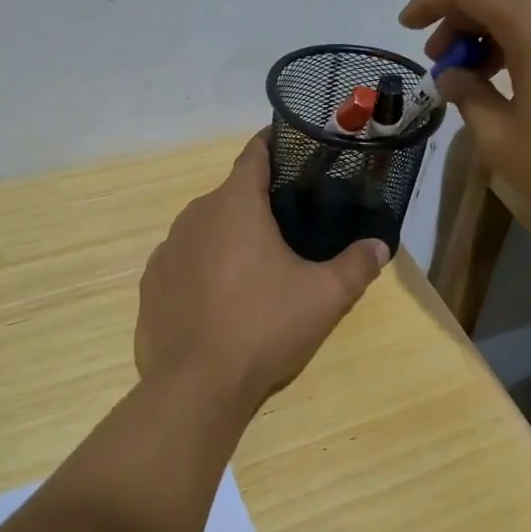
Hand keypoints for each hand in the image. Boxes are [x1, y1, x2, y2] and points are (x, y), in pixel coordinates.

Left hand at [135, 133, 389, 412]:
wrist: (196, 386)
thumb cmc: (264, 327)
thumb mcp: (324, 298)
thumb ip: (356, 266)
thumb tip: (379, 246)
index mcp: (234, 205)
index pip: (254, 154)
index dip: (275, 145)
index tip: (294, 147)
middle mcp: (194, 216)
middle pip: (231, 195)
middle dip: (258, 204)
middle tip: (290, 226)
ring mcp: (166, 250)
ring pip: (205, 229)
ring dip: (229, 238)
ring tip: (256, 267)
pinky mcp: (151, 284)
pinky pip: (183, 262)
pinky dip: (203, 268)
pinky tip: (220, 299)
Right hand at [400, 0, 530, 253]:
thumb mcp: (503, 140)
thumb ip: (468, 97)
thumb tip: (456, 76)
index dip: (431, 1)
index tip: (407, 27)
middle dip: (463, 22)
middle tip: (441, 64)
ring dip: (497, 33)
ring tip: (476, 77)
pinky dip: (530, 41)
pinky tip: (520, 81)